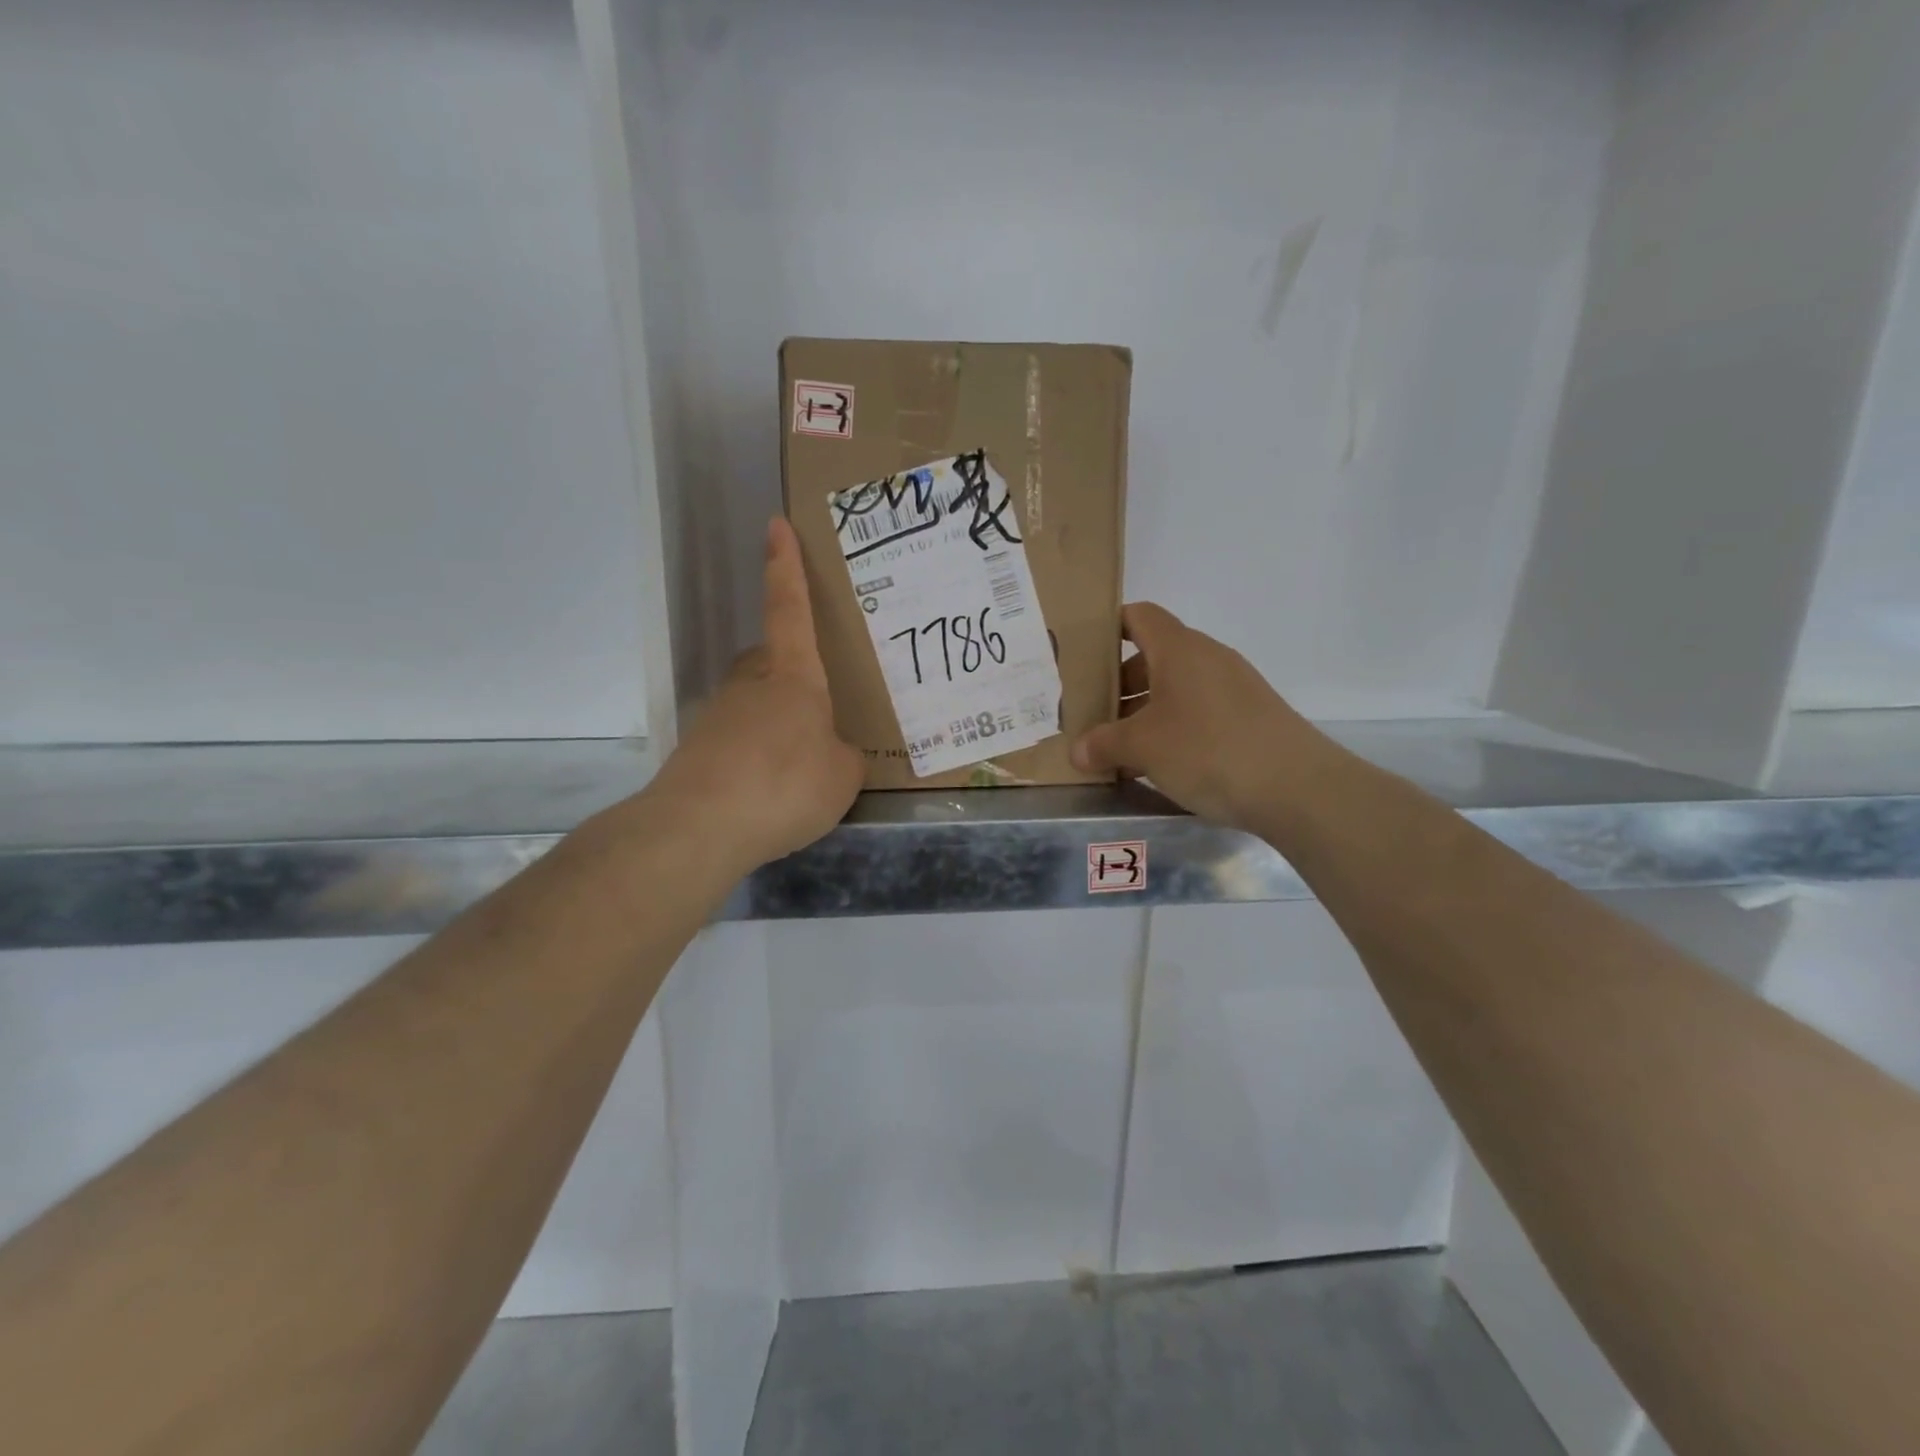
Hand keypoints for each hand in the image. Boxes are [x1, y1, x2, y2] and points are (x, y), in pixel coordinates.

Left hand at [648, 518, 864, 871]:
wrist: (700, 827)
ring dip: (775, 723)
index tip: (774, 525)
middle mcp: (751, 684)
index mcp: (792, 676)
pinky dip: (756, 757)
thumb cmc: (785, 784)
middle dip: (791, 673)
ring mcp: (719, 715)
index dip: (785, 567)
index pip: (789, 608)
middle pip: (771, 660)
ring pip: (754, 703)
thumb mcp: (842, 776)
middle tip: (818, 706)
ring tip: (801, 767)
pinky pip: (739, 742)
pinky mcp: (698, 750)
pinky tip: (770, 793)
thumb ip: (843, 756)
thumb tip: (832, 752)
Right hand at [1069, 602, 1321, 830]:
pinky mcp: (1249, 718)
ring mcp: (1233, 688)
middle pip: (1152, 657)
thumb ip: (1104, 744)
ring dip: (1143, 712)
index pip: (1138, 616)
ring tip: (1117, 747)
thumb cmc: (1208, 750)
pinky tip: (1157, 764)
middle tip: (1091, 714)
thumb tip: (1078, 750)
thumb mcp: (1143, 747)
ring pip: (1174, 688)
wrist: (1297, 788)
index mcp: (1179, 649)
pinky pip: (1198, 711)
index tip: (1081, 654)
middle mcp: (1207, 658)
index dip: (1108, 628)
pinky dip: (1172, 728)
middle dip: (1118, 684)